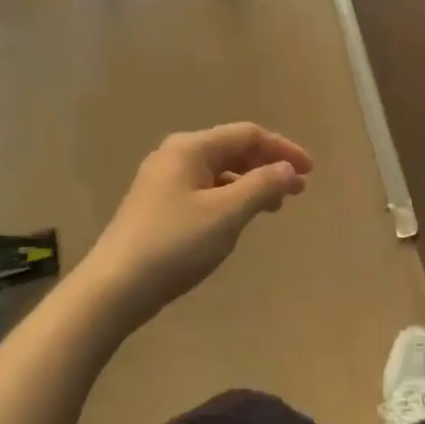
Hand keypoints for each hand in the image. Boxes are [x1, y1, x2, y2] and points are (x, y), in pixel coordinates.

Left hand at [82, 123, 312, 324]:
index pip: (247, 134)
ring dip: (251, 183)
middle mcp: (175, 155)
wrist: (114, 288)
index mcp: (190, 147)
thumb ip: (262, 186)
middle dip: (268, 165)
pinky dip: (230, 198)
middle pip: (232, 149)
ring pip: (219, 172)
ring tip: (275, 206)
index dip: (282, 149)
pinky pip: (205, 190)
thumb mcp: (226, 214)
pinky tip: (238, 219)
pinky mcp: (158, 206)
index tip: (310, 171)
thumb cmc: (174, 244)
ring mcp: (163, 181)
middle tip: (297, 190)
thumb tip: (289, 169)